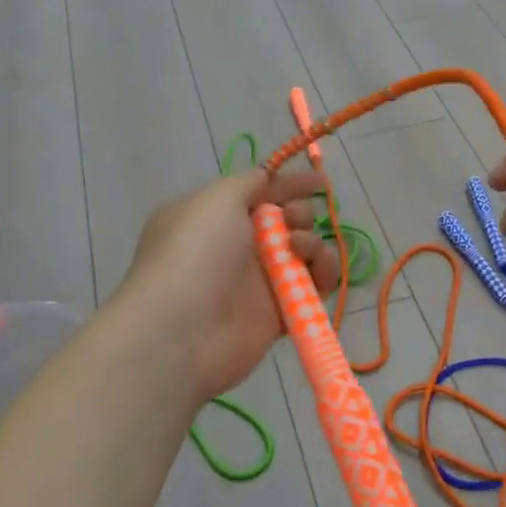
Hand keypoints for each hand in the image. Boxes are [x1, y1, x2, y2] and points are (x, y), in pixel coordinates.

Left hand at [114, 169, 339, 412]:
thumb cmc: (196, 251)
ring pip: (303, 253)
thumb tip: (268, 176)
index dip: (290, 185)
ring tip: (300, 250)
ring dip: (312, 243)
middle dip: (299, 214)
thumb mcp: (216, 198)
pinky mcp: (278, 313)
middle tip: (291, 222)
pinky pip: (312, 287)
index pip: (261, 192)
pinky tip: (321, 272)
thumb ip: (249, 182)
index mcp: (215, 216)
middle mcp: (236, 246)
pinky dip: (324, 276)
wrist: (181, 329)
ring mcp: (257, 281)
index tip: (320, 183)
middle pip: (286, 220)